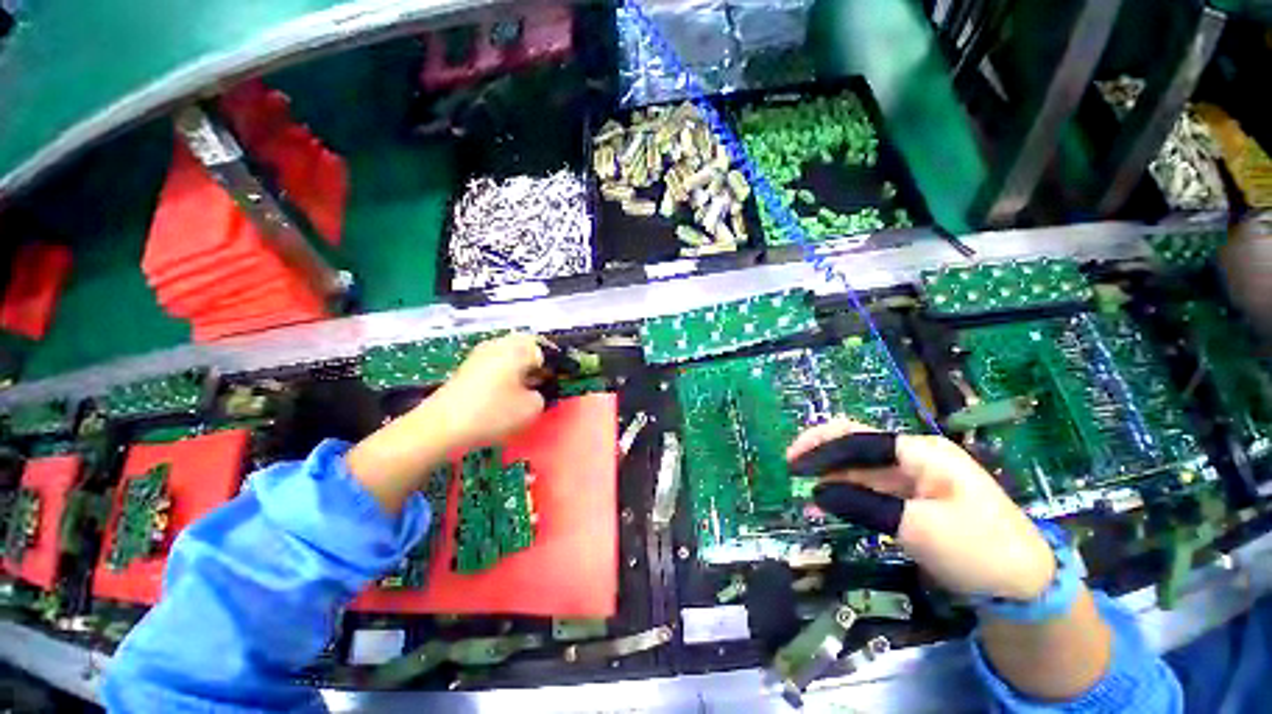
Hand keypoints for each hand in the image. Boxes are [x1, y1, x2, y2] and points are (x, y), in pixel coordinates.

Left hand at [426, 333, 546, 451]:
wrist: (440, 427)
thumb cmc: (493, 413)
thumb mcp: (532, 408)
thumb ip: (543, 395)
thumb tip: (536, 390)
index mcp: (518, 348)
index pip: (546, 349)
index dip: (555, 365)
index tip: (558, 381)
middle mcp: (499, 344)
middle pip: (527, 346)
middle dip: (538, 362)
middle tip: (543, 382)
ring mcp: (481, 353)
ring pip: (511, 353)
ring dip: (521, 367)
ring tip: (525, 389)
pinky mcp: (468, 366)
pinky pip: (496, 362)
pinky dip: (506, 372)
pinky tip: (505, 392)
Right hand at [788, 418, 1054, 600]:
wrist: (1026, 586)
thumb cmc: (978, 549)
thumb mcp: (917, 527)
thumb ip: (863, 504)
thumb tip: (817, 492)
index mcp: (920, 452)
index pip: (858, 438)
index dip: (821, 446)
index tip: (794, 463)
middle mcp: (915, 457)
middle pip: (857, 447)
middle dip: (822, 457)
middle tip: (792, 471)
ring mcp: (916, 478)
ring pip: (862, 470)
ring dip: (833, 480)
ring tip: (807, 498)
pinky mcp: (915, 499)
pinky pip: (873, 490)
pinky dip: (849, 496)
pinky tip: (830, 507)